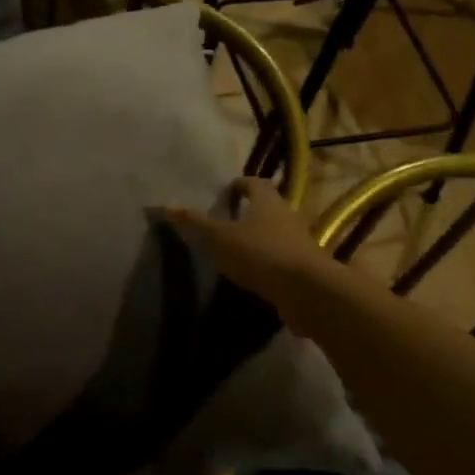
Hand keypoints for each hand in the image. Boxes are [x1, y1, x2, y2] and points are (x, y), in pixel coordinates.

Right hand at [162, 178, 333, 332]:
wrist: (308, 291)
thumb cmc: (260, 253)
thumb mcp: (220, 238)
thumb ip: (196, 223)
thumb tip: (166, 206)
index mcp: (268, 202)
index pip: (255, 183)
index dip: (240, 185)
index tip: (226, 192)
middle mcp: (288, 216)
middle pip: (268, 207)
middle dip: (250, 211)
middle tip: (227, 220)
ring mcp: (300, 242)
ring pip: (277, 232)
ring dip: (260, 237)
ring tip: (237, 248)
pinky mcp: (305, 267)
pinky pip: (283, 257)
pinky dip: (268, 261)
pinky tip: (254, 273)